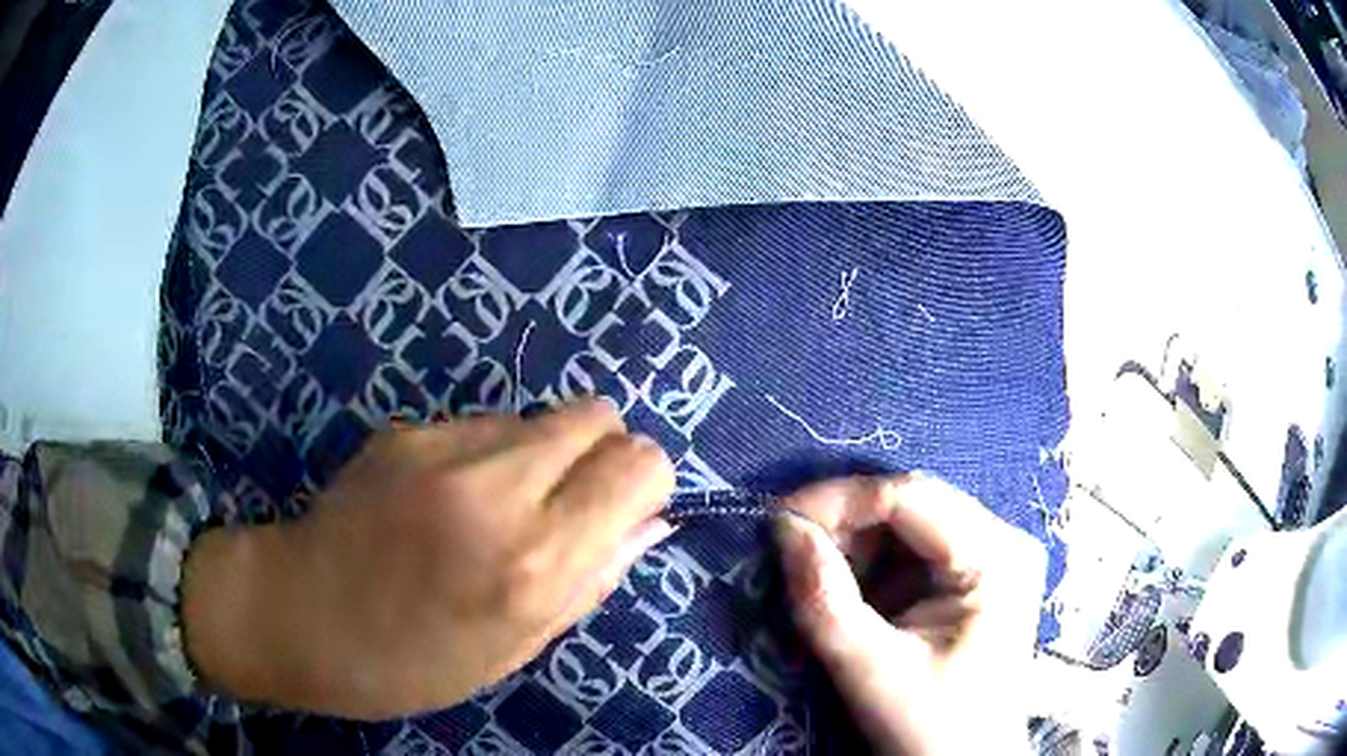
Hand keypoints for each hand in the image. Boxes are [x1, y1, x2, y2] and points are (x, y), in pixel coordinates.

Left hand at [183, 399, 675, 719]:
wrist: (301, 616)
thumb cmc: (415, 661)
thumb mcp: (518, 645)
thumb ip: (593, 577)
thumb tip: (649, 523)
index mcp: (535, 562)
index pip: (639, 465)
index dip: (643, 483)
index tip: (621, 513)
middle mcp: (496, 489)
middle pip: (597, 414)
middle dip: (601, 454)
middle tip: (567, 506)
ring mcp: (442, 448)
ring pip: (538, 417)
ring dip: (540, 456)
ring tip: (493, 509)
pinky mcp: (405, 430)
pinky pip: (481, 425)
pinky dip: (488, 455)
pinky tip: (444, 499)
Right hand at [775, 474, 1044, 754]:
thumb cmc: (931, 729)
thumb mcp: (872, 672)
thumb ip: (825, 601)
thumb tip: (784, 528)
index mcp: (996, 559)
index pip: (912, 497)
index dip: (840, 501)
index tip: (778, 521)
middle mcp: (1003, 541)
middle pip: (912, 503)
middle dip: (845, 524)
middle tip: (791, 553)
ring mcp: (993, 555)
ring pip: (909, 521)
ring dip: (855, 544)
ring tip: (819, 581)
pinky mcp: (975, 575)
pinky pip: (914, 548)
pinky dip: (872, 564)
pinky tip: (852, 594)